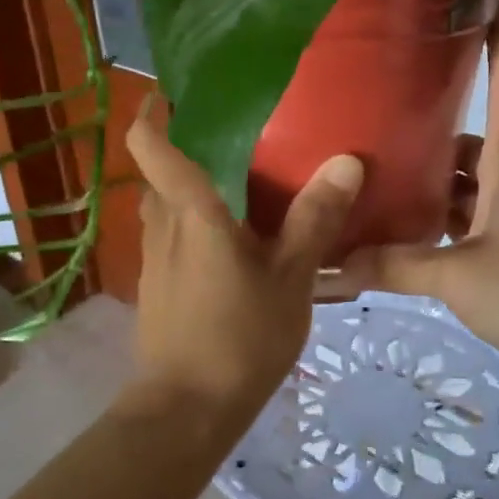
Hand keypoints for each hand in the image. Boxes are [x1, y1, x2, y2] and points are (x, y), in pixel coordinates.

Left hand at [123, 101, 363, 425]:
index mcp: (190, 212)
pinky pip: (173, 238)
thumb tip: (346, 160)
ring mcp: (155, 259)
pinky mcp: (159, 287)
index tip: (175, 88)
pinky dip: (195, 224)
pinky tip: (234, 240)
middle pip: (161, 172)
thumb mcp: (291, 278)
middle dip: (187, 146)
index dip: (153, 110)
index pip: (151, 144)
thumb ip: (315, 219)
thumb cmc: (240, 337)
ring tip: (242, 181)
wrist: (187, 410)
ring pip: (167, 207)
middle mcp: (162, 226)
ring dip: (192, 188)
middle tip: (236, 132)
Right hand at [332, 6, 498, 392]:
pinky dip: (441, 223)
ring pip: (469, 184)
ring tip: (379, 178)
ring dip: (432, 181)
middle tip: (380, 116)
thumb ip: (393, 266)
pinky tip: (404, 235)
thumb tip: (332, 265)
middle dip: (434, 125)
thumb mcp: (455, 276)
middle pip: (475, 138)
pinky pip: (471, 222)